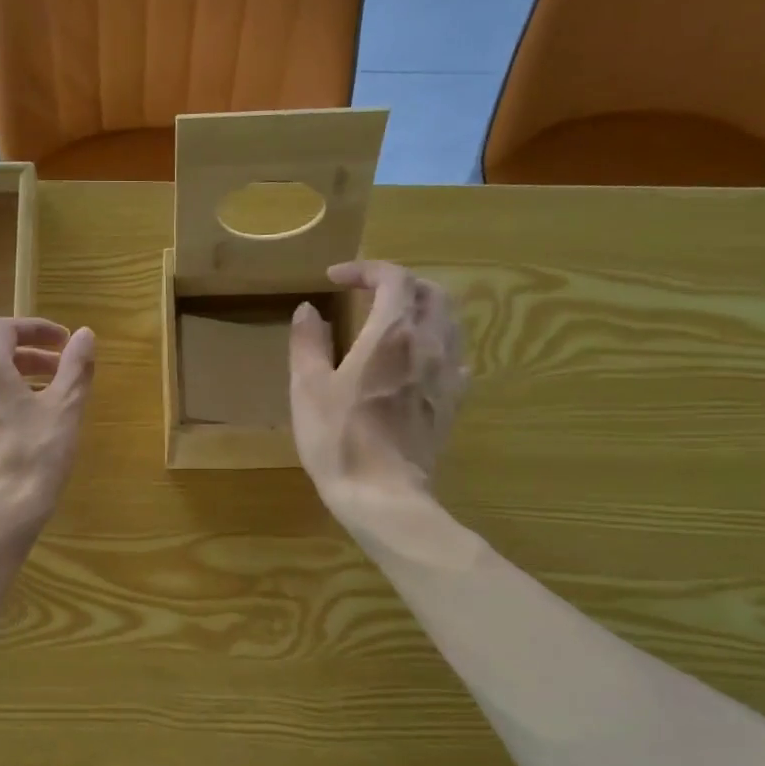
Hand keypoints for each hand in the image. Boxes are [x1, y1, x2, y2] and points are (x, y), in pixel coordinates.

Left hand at [0, 317, 94, 538]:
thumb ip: (76, 366)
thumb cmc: (35, 456)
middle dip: (28, 359)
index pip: (6, 329)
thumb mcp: (66, 409)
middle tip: (59, 374)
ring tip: (39, 406)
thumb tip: (85, 334)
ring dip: (10, 386)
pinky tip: (14, 438)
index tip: (64, 343)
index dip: (37, 329)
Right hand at [289, 260, 467, 522]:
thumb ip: (307, 343)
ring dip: (423, 308)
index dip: (366, 270)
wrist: (383, 495)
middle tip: (369, 293)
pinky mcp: (453, 403)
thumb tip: (308, 310)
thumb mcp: (308, 388)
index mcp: (391, 334)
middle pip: (430, 292)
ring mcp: (447, 375)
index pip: (393, 278)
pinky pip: (456, 357)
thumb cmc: (338, 439)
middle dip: (400, 283)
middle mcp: (429, 344)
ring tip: (395, 319)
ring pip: (450, 321)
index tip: (336, 279)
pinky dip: (438, 343)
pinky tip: (420, 359)